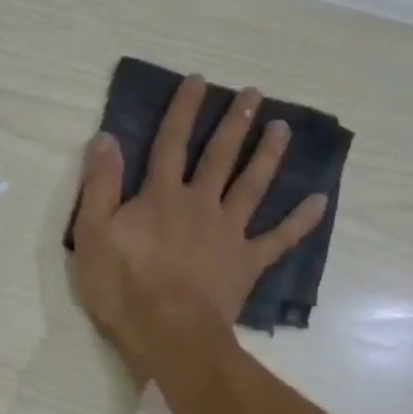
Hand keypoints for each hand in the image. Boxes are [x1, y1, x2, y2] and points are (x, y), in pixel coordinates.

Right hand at [70, 75, 326, 373]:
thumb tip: (106, 137)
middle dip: (236, 122)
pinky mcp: (247, 262)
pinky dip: (299, 221)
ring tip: (284, 127)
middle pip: (220, 155)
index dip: (183, 110)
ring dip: (268, 155)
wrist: (169, 333)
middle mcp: (200, 203)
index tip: (199, 80)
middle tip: (255, 92)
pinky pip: (278, 239)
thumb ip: (100, 185)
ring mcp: (229, 232)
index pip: (171, 142)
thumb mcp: (92, 233)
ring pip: (253, 185)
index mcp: (161, 196)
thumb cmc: (123, 286)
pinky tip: (319, 201)